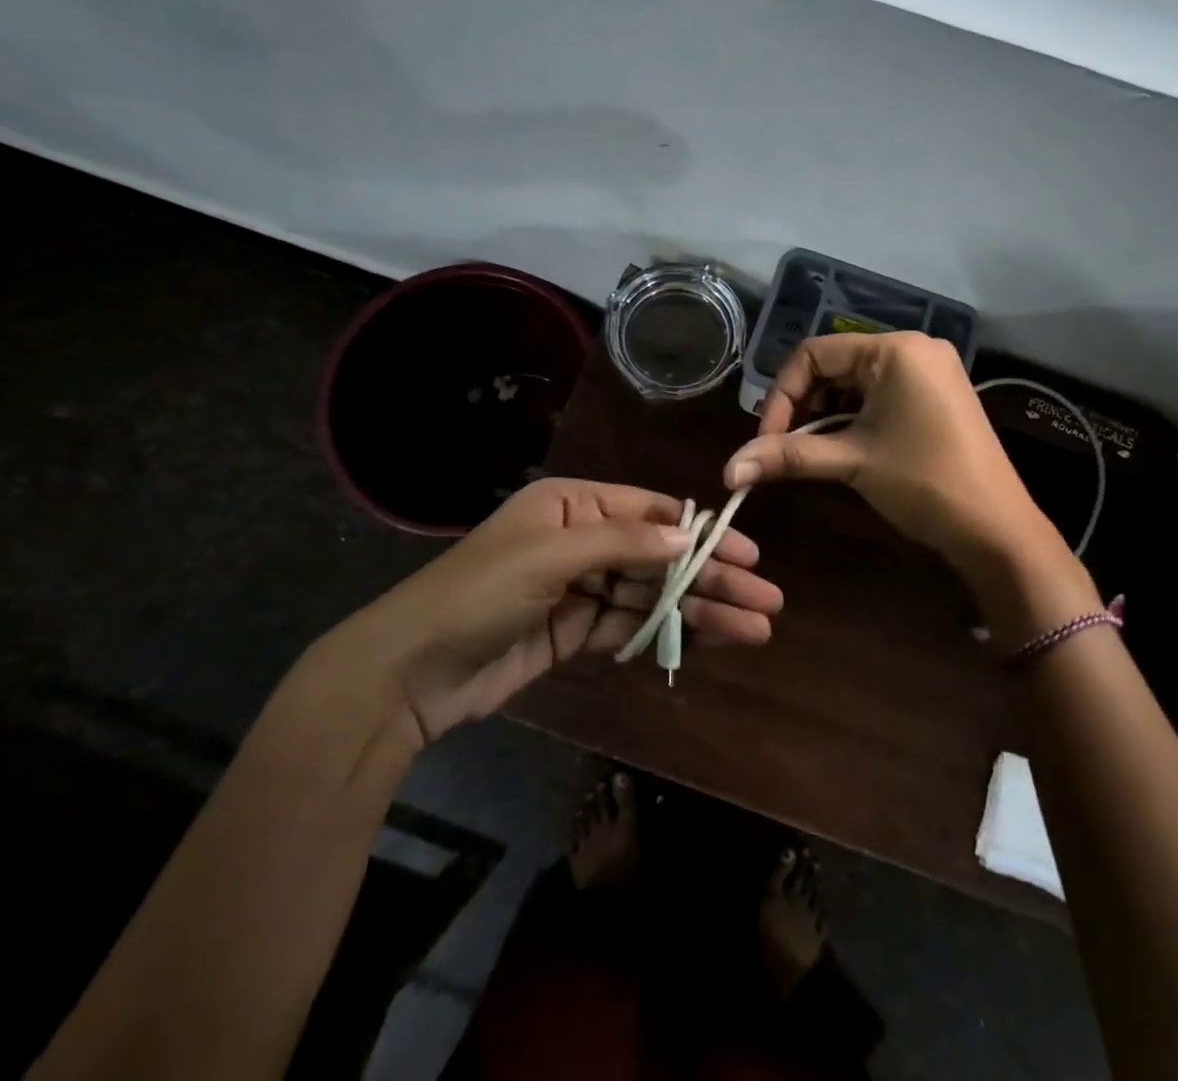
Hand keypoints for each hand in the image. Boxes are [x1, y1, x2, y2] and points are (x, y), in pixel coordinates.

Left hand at [327, 479, 781, 745]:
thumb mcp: (551, 556)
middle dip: (712, 578)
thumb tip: (689, 537)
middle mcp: (580, 540)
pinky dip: (665, 633)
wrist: (410, 673)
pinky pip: (629, 627)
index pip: (651, 512)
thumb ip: (624, 544)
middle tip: (767, 601)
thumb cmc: (480, 593)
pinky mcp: (572, 632)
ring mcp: (577, 589)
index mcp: (572, 505)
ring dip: (699, 611)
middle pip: (659, 557)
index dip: (701, 533)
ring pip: (651, 595)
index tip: (747, 555)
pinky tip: (705, 642)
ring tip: (753, 630)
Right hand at [722, 334, 1094, 635]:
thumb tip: (727, 469)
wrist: (997, 530)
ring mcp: (929, 372)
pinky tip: (844, 448)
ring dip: (826, 416)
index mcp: (895, 350)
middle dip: (804, 407)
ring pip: (855, 383)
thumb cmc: (924, 483)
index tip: (767, 438)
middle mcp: (914, 349)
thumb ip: (787, 456)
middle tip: (786, 448)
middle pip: (834, 366)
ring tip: (814, 452)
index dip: (782, 395)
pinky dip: (854, 419)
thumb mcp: (852, 462)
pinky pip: (880, 395)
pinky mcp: (936, 395)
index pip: (814, 354)